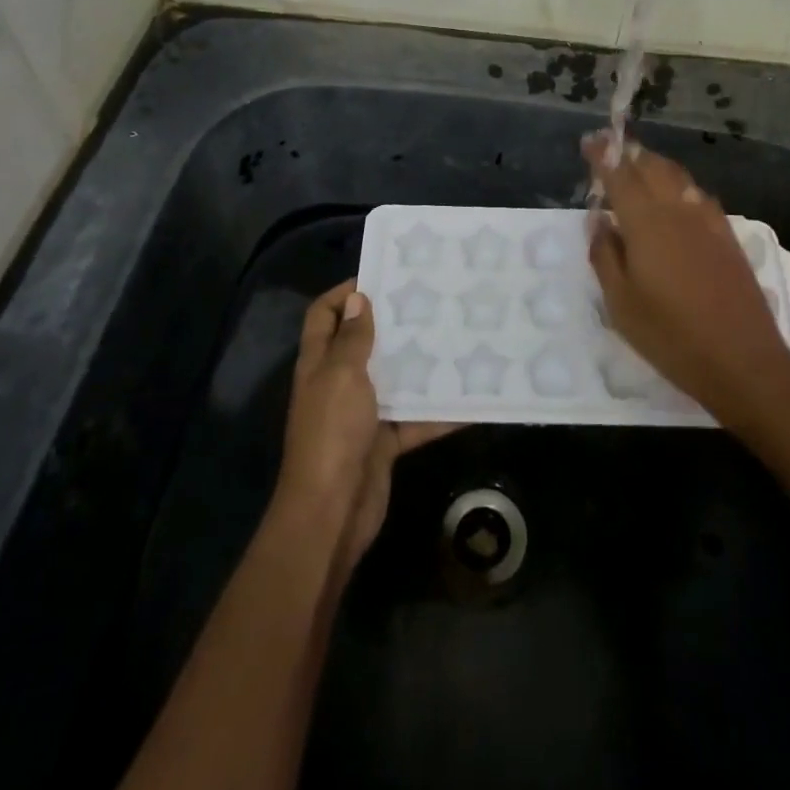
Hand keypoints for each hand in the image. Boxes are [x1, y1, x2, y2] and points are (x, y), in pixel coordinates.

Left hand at [274, 281, 456, 571]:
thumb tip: (359, 299)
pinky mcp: (384, 442)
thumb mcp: (341, 376)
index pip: (325, 315)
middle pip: (363, 343)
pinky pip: (415, 419)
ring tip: (456, 338)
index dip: (345, 293)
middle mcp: (338, 383)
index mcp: (319, 363)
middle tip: (431, 302)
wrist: (332, 512)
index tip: (383, 277)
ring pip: (393, 379)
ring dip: (420, 364)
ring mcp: (361, 414)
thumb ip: (353, 339)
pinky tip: (470, 398)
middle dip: (392, 324)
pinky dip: (439, 412)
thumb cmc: (332, 433)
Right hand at [584, 132, 789, 422]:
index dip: (603, 156)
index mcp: (646, 223)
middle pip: (652, 167)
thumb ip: (605, 256)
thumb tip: (598, 221)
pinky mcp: (727, 237)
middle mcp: (678, 210)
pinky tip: (675, 198)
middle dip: (629, 153)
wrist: (743, 361)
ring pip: (678, 177)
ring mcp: (708, 221)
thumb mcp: (621, 304)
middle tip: (611, 150)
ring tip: (638, 167)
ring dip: (654, 165)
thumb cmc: (671, 336)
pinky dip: (678, 184)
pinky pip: (697, 195)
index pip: (620, 175)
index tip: (590, 141)